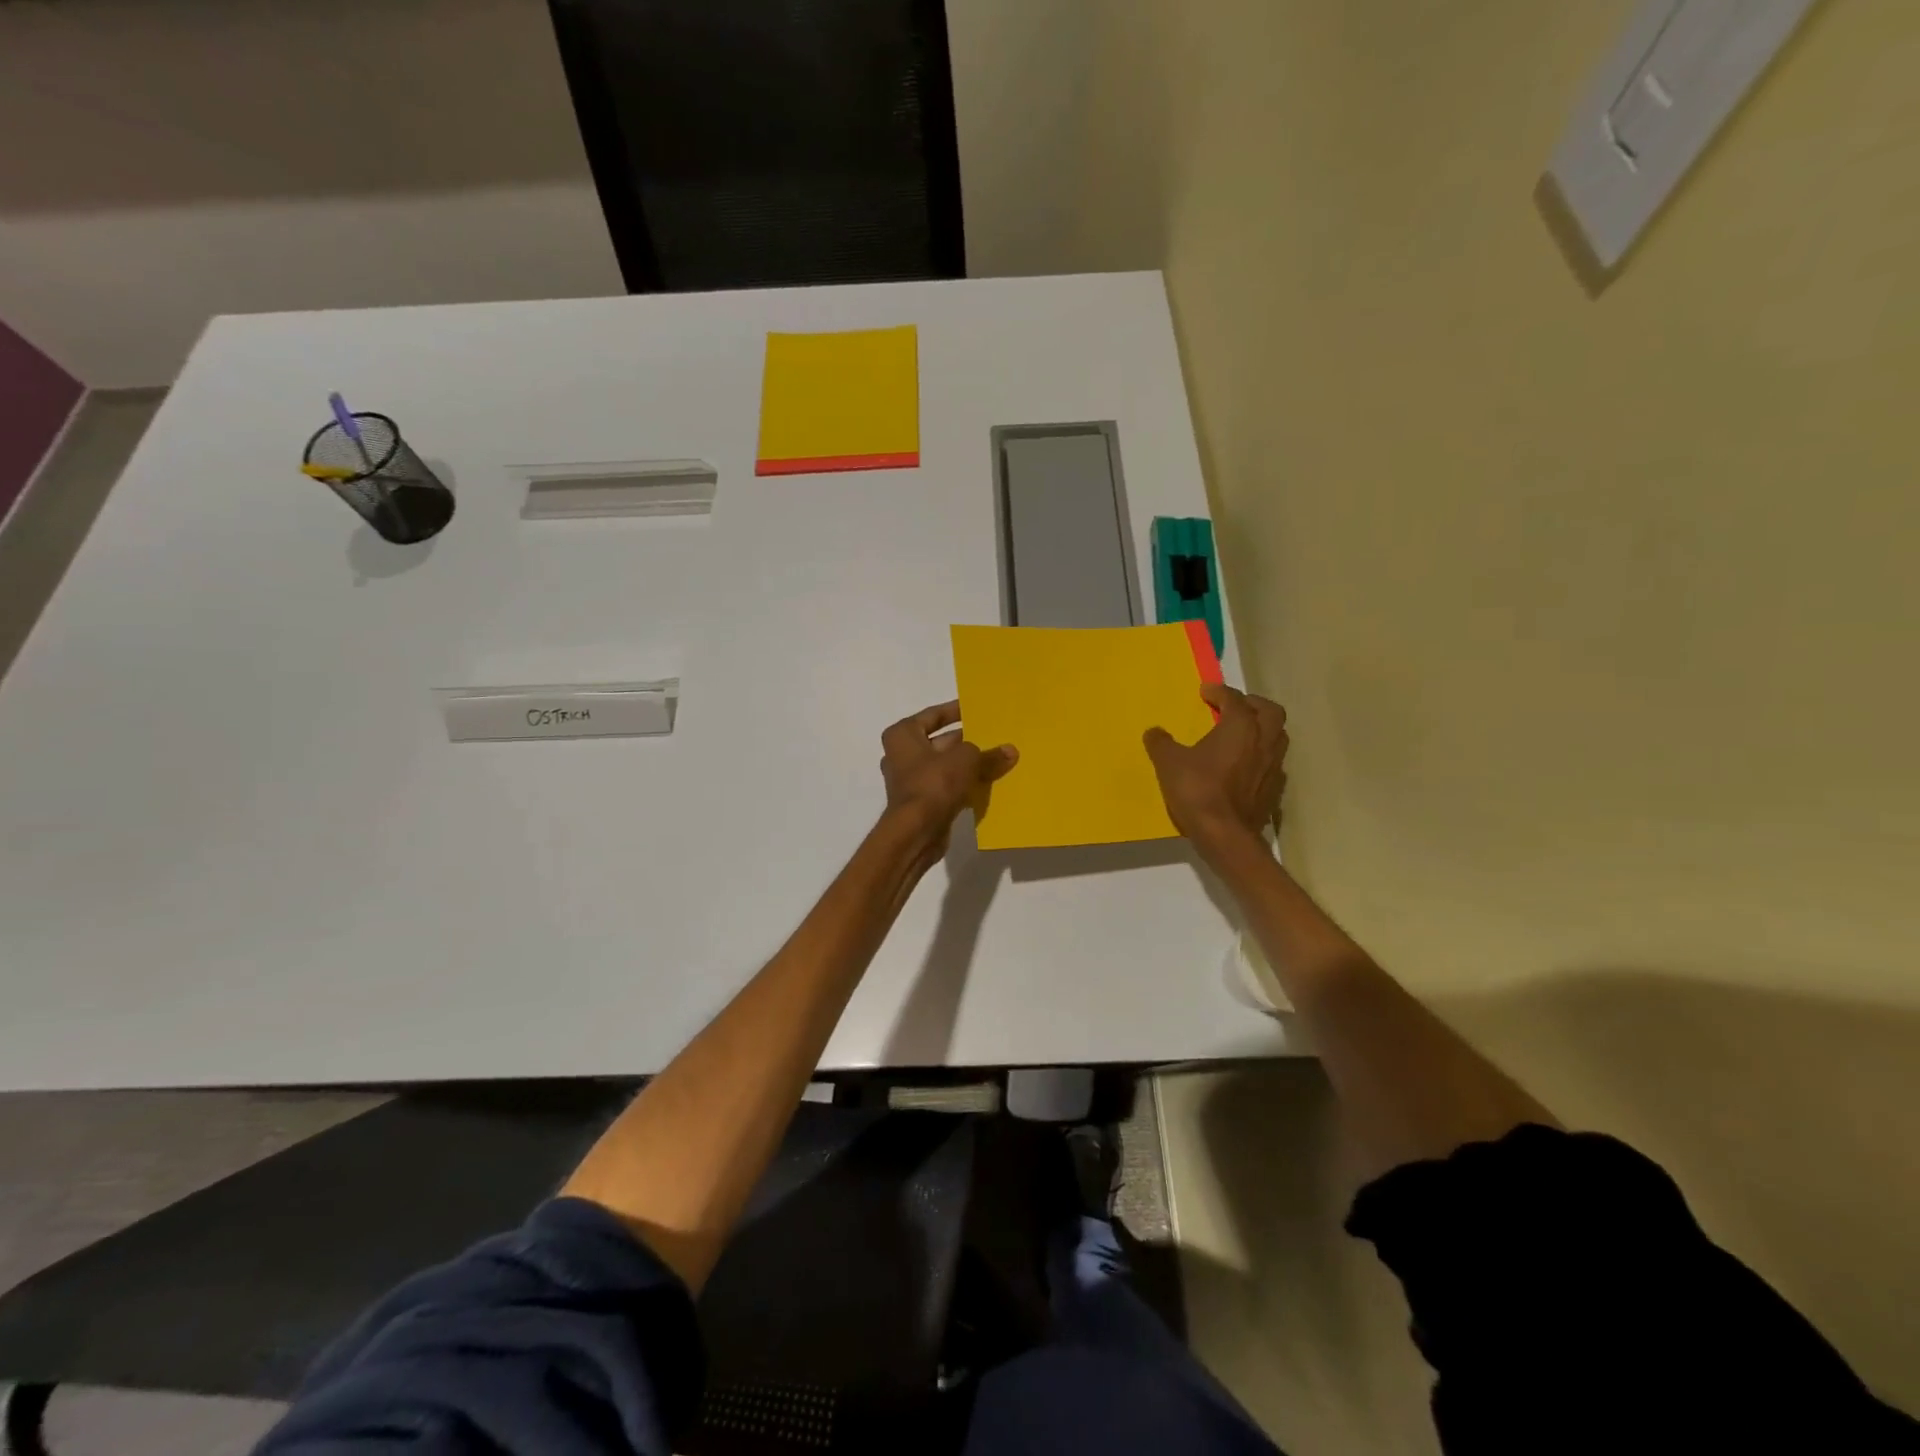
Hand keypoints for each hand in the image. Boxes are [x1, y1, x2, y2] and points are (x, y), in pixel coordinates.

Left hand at [880, 701, 1017, 857]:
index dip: (956, 710)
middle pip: (941, 742)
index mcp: (903, 735)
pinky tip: (988, 784)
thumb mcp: (967, 760)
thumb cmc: (934, 783)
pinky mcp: (921, 802)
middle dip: (967, 741)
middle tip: (995, 736)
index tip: (976, 708)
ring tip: (998, 759)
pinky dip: (964, 784)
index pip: (933, 715)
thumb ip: (989, 754)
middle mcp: (902, 754)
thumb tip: (1010, 751)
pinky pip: (946, 786)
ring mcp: (910, 780)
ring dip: (968, 765)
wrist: (916, 831)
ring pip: (945, 766)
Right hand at [1144, 683, 1287, 853]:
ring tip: (1241, 734)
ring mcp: (1273, 766)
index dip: (1219, 691)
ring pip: (1277, 736)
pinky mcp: (1274, 789)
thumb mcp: (1168, 763)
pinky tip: (1245, 766)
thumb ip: (1161, 743)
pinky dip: (1261, 756)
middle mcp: (1263, 741)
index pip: (1234, 699)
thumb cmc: (1197, 790)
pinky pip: (1273, 763)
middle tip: (1232, 707)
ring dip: (1261, 729)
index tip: (1205, 691)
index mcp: (1240, 727)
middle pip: (1270, 711)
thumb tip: (1154, 732)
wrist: (1225, 835)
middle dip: (1252, 704)